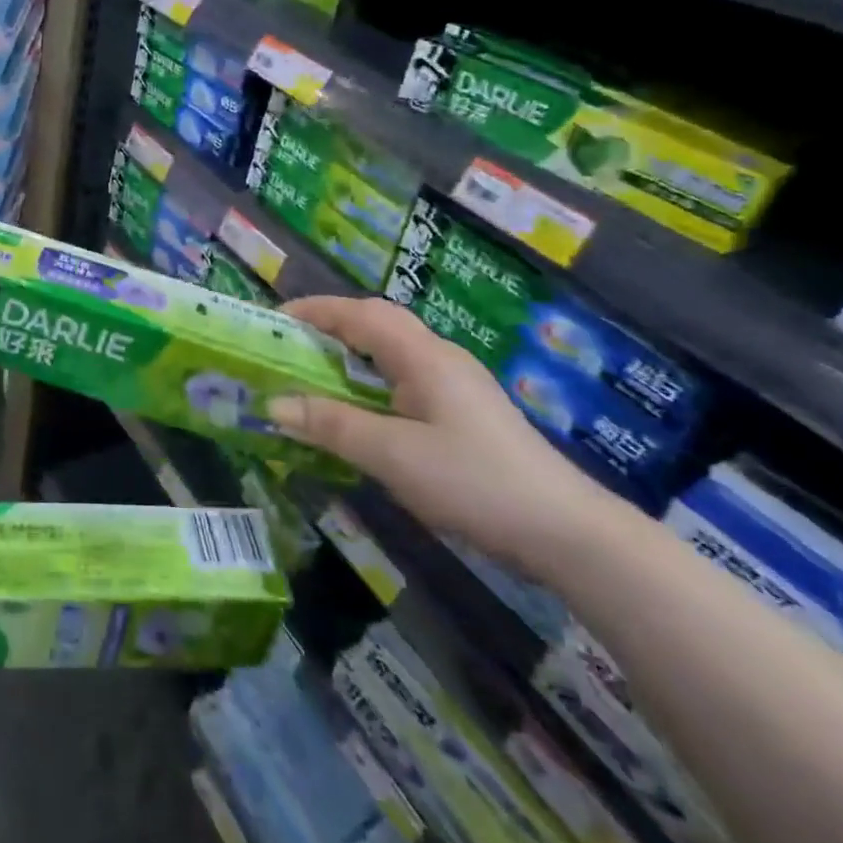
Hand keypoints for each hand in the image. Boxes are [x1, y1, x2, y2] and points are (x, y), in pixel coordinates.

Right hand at [270, 297, 610, 573]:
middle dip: (331, 326)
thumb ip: (331, 425)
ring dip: (353, 352)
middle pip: (378, 323)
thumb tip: (274, 403)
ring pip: (394, 351)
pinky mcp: (467, 412)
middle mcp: (440, 358)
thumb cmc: (474, 481)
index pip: (359, 313)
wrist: (568, 532)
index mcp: (422, 356)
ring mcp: (458, 384)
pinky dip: (373, 379)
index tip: (273, 321)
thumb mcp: (392, 455)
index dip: (314, 311)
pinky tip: (365, 411)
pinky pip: (407, 378)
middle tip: (292, 345)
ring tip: (317, 373)